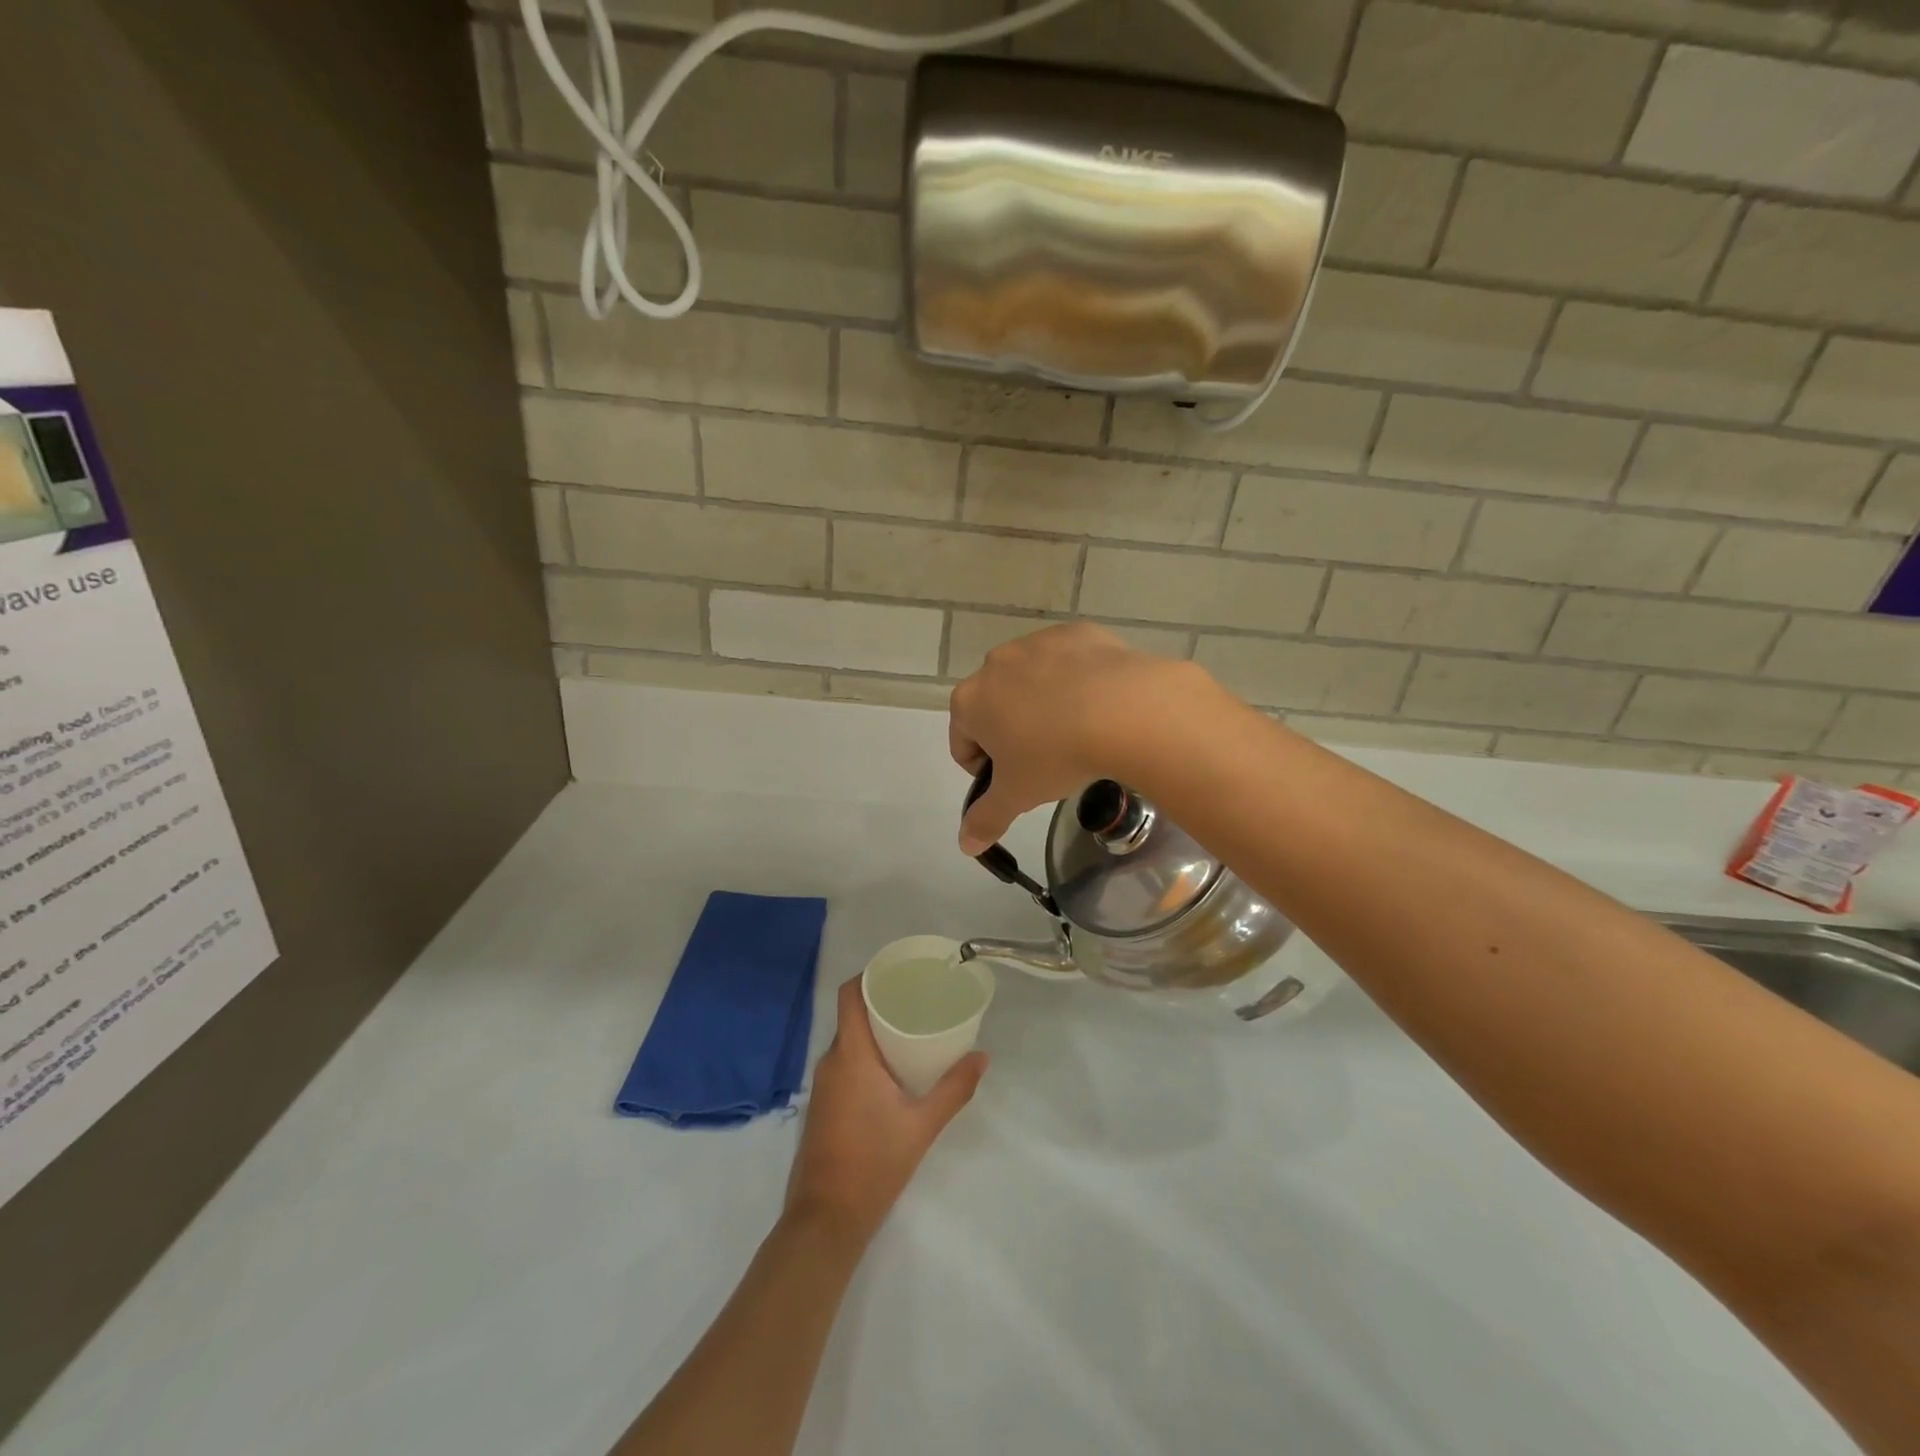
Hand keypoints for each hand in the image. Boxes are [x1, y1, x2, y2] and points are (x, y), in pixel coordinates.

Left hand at [786, 978, 986, 1247]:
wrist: (825, 1220)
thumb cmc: (874, 1164)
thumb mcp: (922, 1125)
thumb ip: (954, 1088)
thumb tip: (983, 1057)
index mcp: (851, 1055)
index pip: (850, 995)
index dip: (870, 975)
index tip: (899, 971)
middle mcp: (830, 1062)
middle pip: (852, 1016)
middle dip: (882, 1003)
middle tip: (918, 1000)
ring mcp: (822, 1086)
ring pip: (848, 1042)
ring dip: (874, 1032)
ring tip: (911, 1030)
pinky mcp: (822, 1107)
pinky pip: (843, 1064)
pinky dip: (865, 1056)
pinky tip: (892, 1070)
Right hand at [947, 622, 1210, 853]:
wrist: (1124, 710)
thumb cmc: (1056, 755)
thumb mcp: (1018, 795)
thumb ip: (987, 819)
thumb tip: (965, 845)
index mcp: (970, 701)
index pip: (962, 742)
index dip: (984, 769)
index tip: (1015, 782)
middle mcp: (995, 664)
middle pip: (995, 706)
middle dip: (1013, 732)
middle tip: (1047, 760)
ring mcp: (1036, 643)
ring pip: (1031, 681)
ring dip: (1043, 704)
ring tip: (1078, 731)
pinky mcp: (1077, 633)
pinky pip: (1069, 661)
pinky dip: (1077, 680)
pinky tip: (1100, 704)